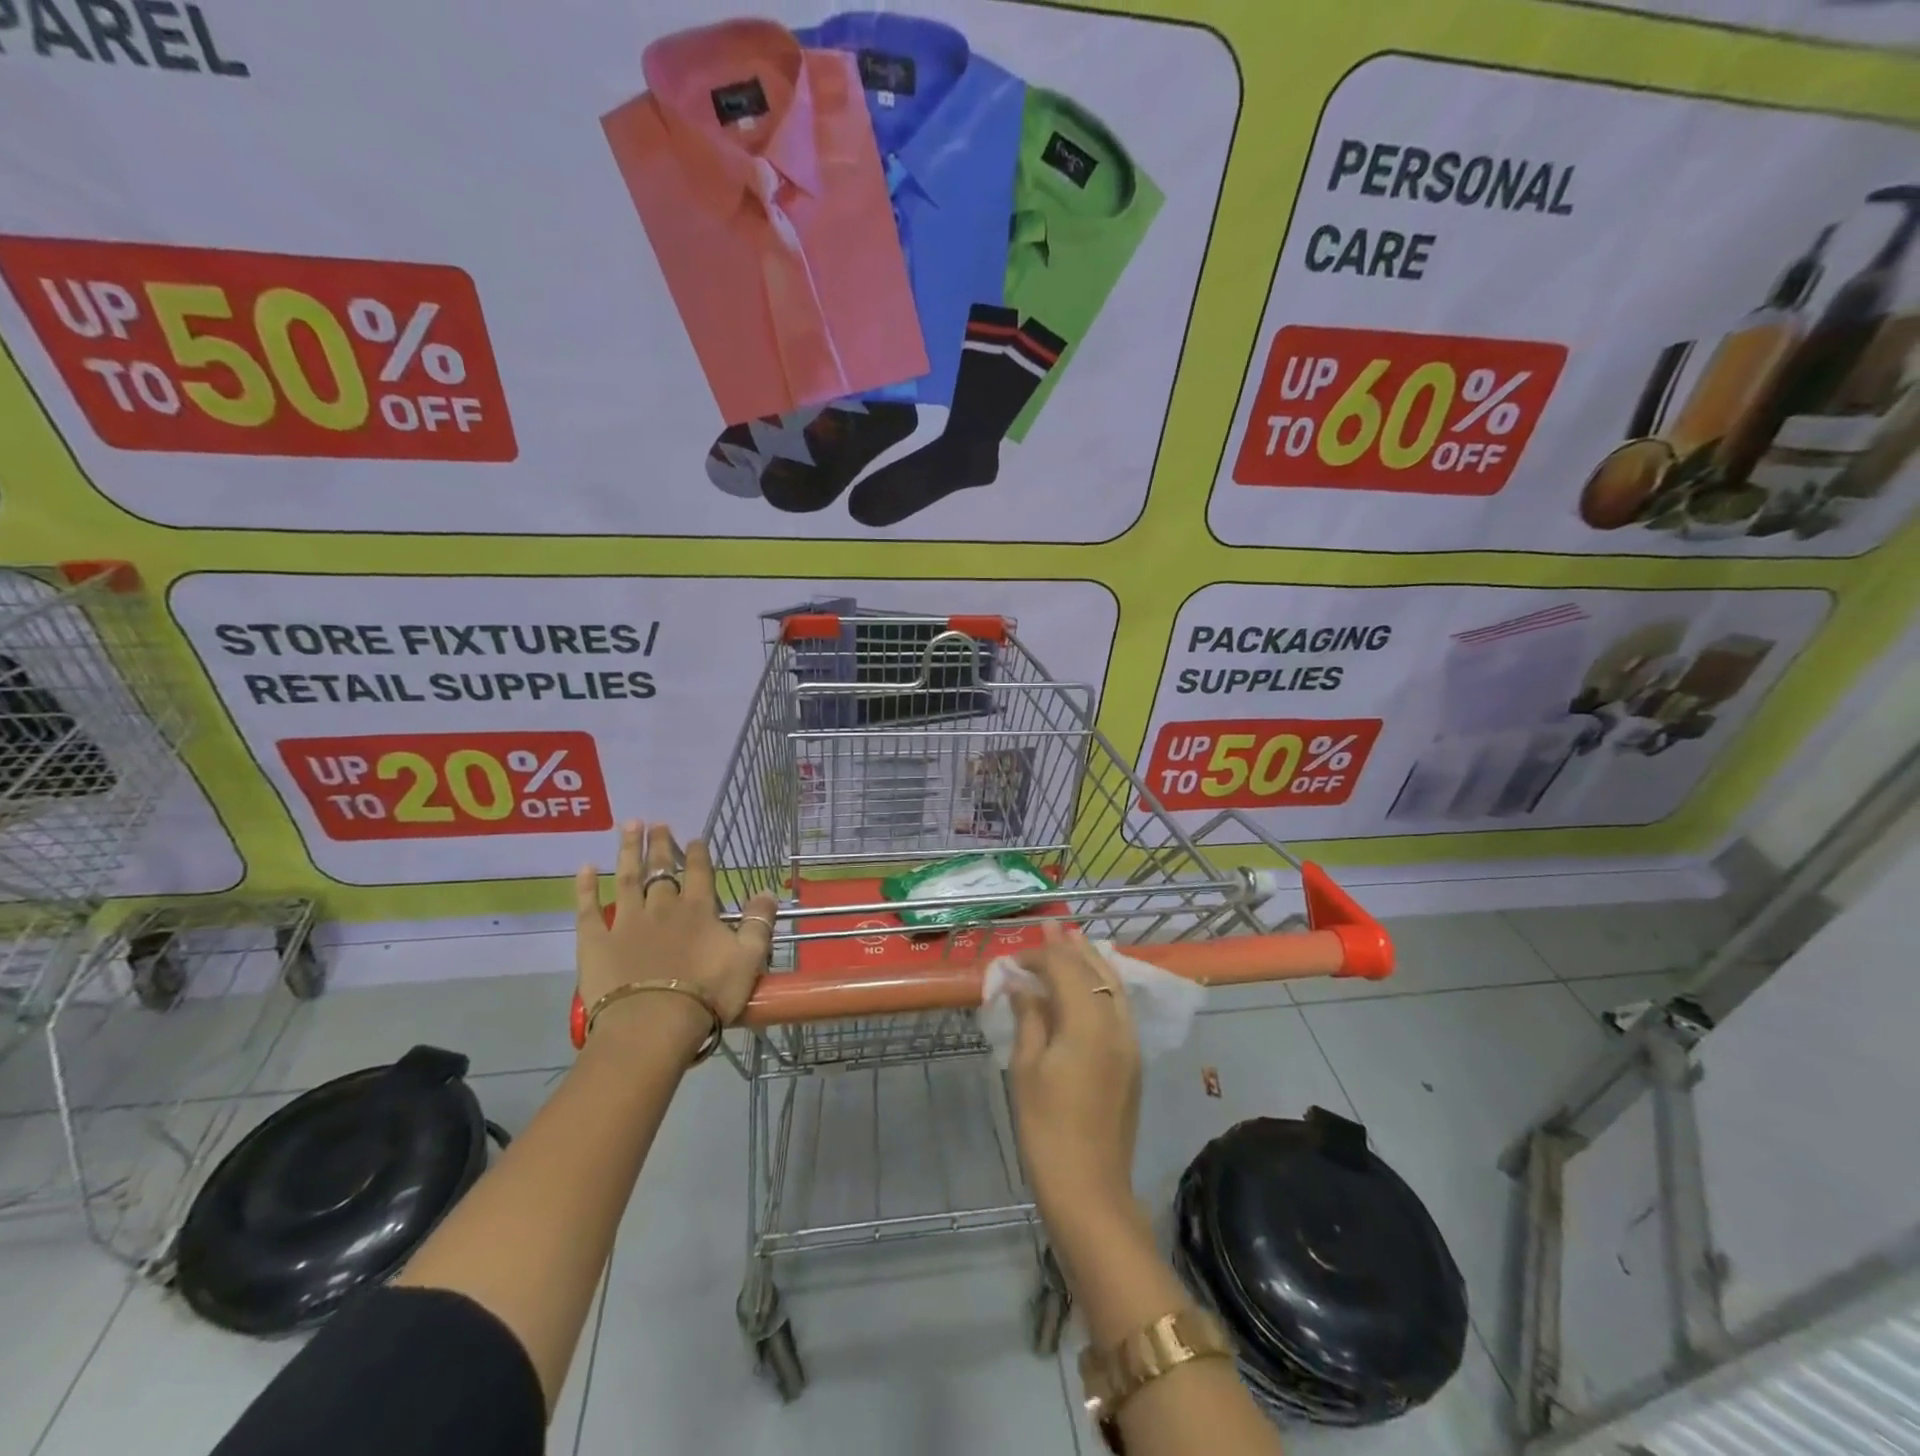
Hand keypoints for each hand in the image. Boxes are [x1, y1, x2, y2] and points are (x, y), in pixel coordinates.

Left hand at [573, 822, 777, 1043]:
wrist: (652, 1025)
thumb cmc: (706, 994)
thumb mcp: (749, 959)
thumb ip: (759, 923)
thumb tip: (767, 891)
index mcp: (698, 910)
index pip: (699, 872)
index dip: (698, 854)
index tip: (694, 838)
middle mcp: (662, 906)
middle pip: (661, 868)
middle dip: (661, 844)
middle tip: (657, 823)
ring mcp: (626, 922)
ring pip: (627, 877)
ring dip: (629, 850)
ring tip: (629, 826)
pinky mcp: (596, 942)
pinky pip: (588, 909)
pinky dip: (585, 887)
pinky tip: (583, 868)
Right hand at [1008, 924, 1142, 1233]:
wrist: (1090, 1189)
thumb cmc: (1046, 1128)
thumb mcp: (1026, 1068)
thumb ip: (1028, 1017)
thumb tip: (1021, 984)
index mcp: (1088, 1022)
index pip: (1065, 969)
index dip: (1041, 955)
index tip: (1016, 956)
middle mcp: (1116, 1023)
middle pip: (1096, 970)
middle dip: (1072, 948)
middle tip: (1052, 928)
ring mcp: (1130, 1042)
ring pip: (1115, 986)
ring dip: (1093, 962)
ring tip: (1075, 943)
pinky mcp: (1133, 1061)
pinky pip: (1120, 1006)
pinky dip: (1104, 985)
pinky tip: (1090, 984)